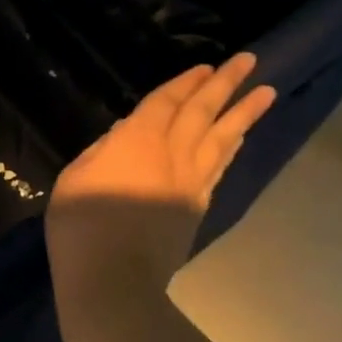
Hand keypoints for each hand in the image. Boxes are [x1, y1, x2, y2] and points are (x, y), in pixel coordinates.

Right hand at [46, 53, 275, 297]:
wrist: (114, 280)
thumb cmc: (82, 226)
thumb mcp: (75, 176)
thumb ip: (102, 149)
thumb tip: (125, 132)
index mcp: (138, 140)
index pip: (166, 102)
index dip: (186, 82)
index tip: (206, 66)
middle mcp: (172, 154)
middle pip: (202, 112)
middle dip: (225, 83)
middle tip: (249, 60)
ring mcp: (190, 182)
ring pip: (222, 138)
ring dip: (244, 113)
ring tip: (266, 93)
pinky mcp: (196, 207)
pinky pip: (219, 167)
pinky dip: (231, 148)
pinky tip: (239, 139)